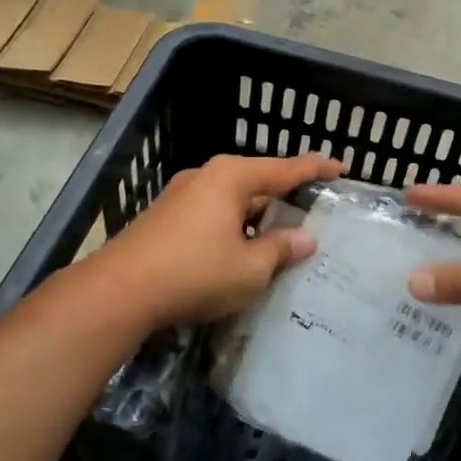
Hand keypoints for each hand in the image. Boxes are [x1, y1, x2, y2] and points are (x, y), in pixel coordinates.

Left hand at [87, 152, 344, 327]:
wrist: (118, 292)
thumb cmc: (194, 273)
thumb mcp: (250, 269)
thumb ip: (281, 250)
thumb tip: (306, 239)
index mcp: (232, 177)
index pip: (286, 169)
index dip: (316, 169)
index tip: (342, 168)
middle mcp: (207, 176)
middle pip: (257, 181)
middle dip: (284, 196)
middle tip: (312, 210)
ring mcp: (181, 195)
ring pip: (233, 200)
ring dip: (257, 216)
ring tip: (280, 236)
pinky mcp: (165, 218)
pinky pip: (213, 214)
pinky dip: (233, 226)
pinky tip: (240, 250)